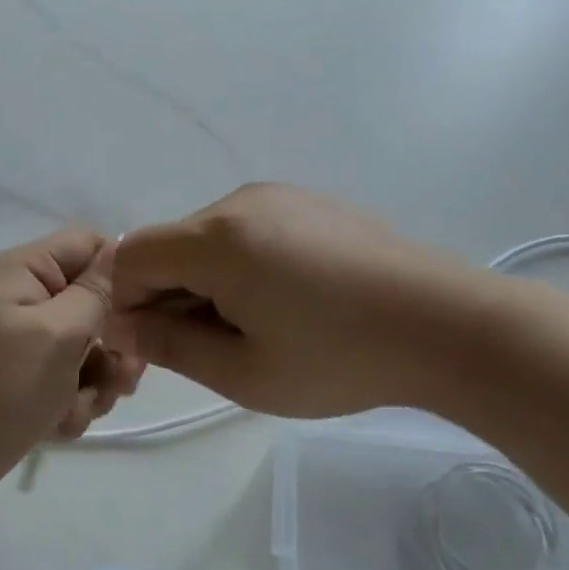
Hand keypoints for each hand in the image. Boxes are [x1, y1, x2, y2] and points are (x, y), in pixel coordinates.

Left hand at [0, 230, 144, 502]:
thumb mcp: (56, 333)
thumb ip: (96, 293)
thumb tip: (122, 252)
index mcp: (25, 272)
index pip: (90, 246)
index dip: (121, 275)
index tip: (141, 314)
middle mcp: (26, 300)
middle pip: (95, 304)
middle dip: (113, 345)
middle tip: (123, 379)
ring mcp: (24, 344)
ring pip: (88, 351)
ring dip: (95, 383)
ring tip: (76, 409)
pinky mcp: (25, 382)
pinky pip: (68, 383)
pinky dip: (71, 404)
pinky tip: (58, 426)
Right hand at [106, 184, 489, 417]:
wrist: (448, 325)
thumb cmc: (338, 358)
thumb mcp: (242, 372)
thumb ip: (168, 344)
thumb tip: (120, 323)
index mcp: (217, 239)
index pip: (131, 258)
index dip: (125, 305)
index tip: (156, 348)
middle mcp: (241, 202)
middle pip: (170, 247)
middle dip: (169, 298)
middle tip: (211, 351)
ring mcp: (282, 197)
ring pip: (208, 241)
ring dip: (207, 285)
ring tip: (258, 330)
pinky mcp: (312, 203)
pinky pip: (249, 233)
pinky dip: (241, 268)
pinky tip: (288, 304)